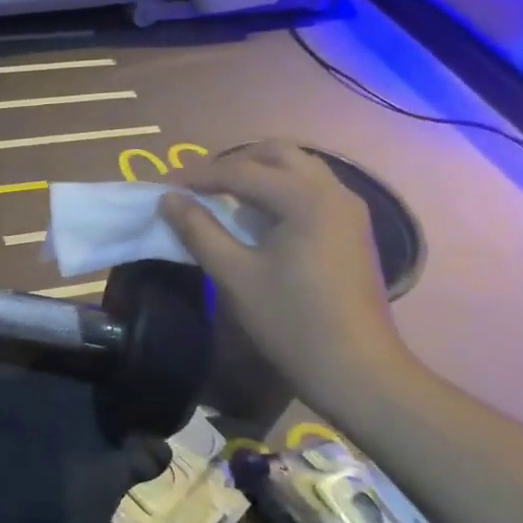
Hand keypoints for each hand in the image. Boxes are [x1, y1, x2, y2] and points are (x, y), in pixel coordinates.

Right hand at [159, 140, 412, 410]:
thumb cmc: (292, 322)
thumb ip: (199, 231)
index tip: (166, 188)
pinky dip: (280, 191)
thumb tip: (168, 200)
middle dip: (233, 163)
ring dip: (259, 174)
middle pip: (277, 154)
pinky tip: (258, 219)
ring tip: (224, 198)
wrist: (356, 369)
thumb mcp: (235, 276)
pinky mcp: (352, 229)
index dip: (199, 176)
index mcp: (306, 198)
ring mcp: (349, 209)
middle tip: (198, 186)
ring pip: (298, 169)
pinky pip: (311, 190)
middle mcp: (333, 191)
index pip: (242, 170)